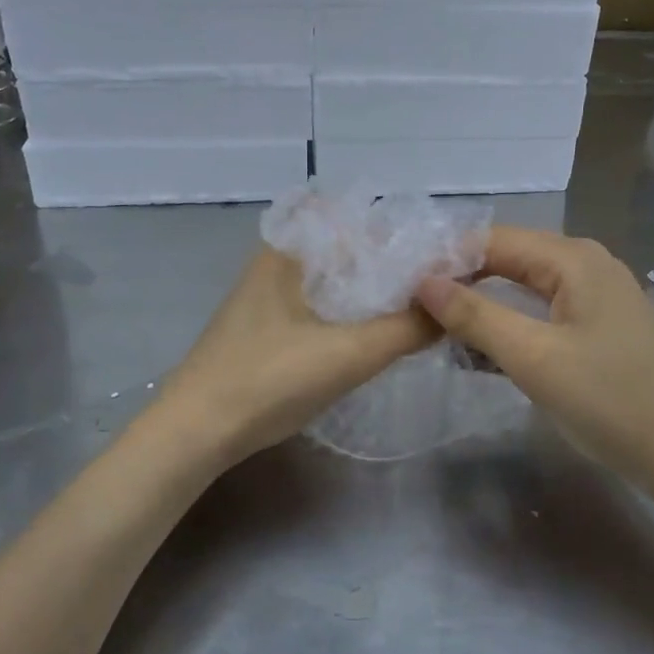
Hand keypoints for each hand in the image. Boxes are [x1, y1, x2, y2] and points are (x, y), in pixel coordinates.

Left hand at [154, 247, 438, 470]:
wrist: (196, 433)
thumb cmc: (268, 380)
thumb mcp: (348, 354)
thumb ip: (408, 327)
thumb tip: (457, 303)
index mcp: (291, 250)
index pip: (360, 220)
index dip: (406, 233)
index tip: (447, 254)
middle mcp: (279, 262)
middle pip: (352, 250)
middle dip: (397, 264)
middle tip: (445, 284)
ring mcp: (270, 297)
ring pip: (338, 281)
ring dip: (376, 292)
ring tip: (423, 307)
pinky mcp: (268, 328)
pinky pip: (323, 306)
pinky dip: (354, 313)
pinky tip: (378, 333)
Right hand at [414, 227, 653, 491]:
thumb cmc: (611, 400)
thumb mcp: (534, 357)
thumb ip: (475, 316)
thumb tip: (423, 282)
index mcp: (573, 258)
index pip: (491, 241)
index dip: (446, 261)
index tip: (404, 290)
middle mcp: (586, 264)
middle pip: (507, 261)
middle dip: (461, 284)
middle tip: (414, 313)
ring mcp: (596, 296)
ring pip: (523, 290)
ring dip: (482, 309)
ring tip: (436, 333)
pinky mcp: (599, 328)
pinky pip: (542, 315)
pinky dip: (510, 329)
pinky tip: (480, 353)